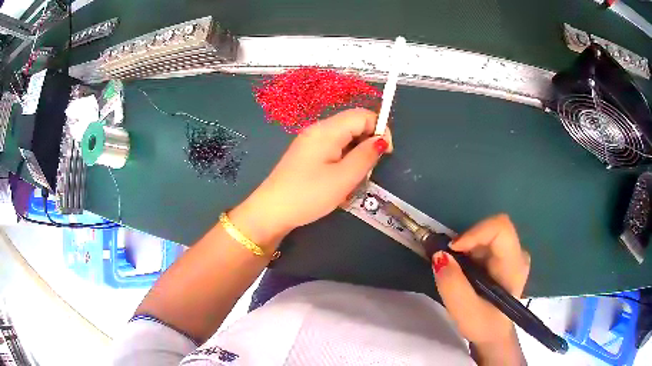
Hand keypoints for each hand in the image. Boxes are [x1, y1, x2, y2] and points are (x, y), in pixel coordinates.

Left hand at [230, 108, 392, 246]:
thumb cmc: (309, 195)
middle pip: (353, 124)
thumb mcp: (344, 178)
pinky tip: (339, 179)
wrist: (271, 211)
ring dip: (356, 154)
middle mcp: (318, 129)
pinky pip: (333, 148)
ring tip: (352, 178)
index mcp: (327, 130)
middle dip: (367, 143)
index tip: (385, 154)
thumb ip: (366, 156)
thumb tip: (381, 140)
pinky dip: (343, 159)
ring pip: (344, 137)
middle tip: (366, 170)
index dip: (380, 129)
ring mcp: (310, 141)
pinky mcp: (306, 153)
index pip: (363, 114)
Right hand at [432, 214, 529, 364]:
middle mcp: (517, 254)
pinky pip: (484, 243)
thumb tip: (439, 255)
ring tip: (455, 271)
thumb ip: (452, 285)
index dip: (475, 232)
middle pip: (491, 230)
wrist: (494, 333)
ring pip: (486, 235)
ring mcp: (512, 254)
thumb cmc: (484, 326)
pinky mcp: (504, 257)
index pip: (501, 229)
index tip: (452, 249)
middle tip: (449, 263)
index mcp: (514, 266)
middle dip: (466, 242)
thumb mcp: (464, 312)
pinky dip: (468, 252)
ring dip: (466, 248)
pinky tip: (463, 271)